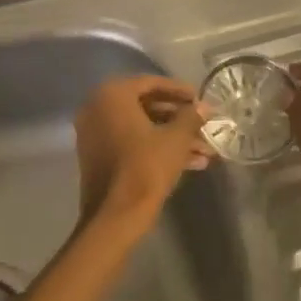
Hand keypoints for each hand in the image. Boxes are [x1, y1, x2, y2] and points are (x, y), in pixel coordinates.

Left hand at [73, 76, 213, 238]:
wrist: (114, 217)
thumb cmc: (145, 168)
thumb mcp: (175, 139)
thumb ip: (190, 117)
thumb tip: (204, 106)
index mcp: (112, 95)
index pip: (151, 83)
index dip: (180, 91)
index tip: (200, 99)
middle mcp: (97, 108)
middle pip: (146, 106)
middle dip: (179, 119)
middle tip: (204, 125)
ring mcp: (95, 134)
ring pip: (142, 128)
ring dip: (173, 137)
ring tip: (205, 151)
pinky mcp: (98, 157)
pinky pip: (131, 143)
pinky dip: (156, 148)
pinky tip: (191, 163)